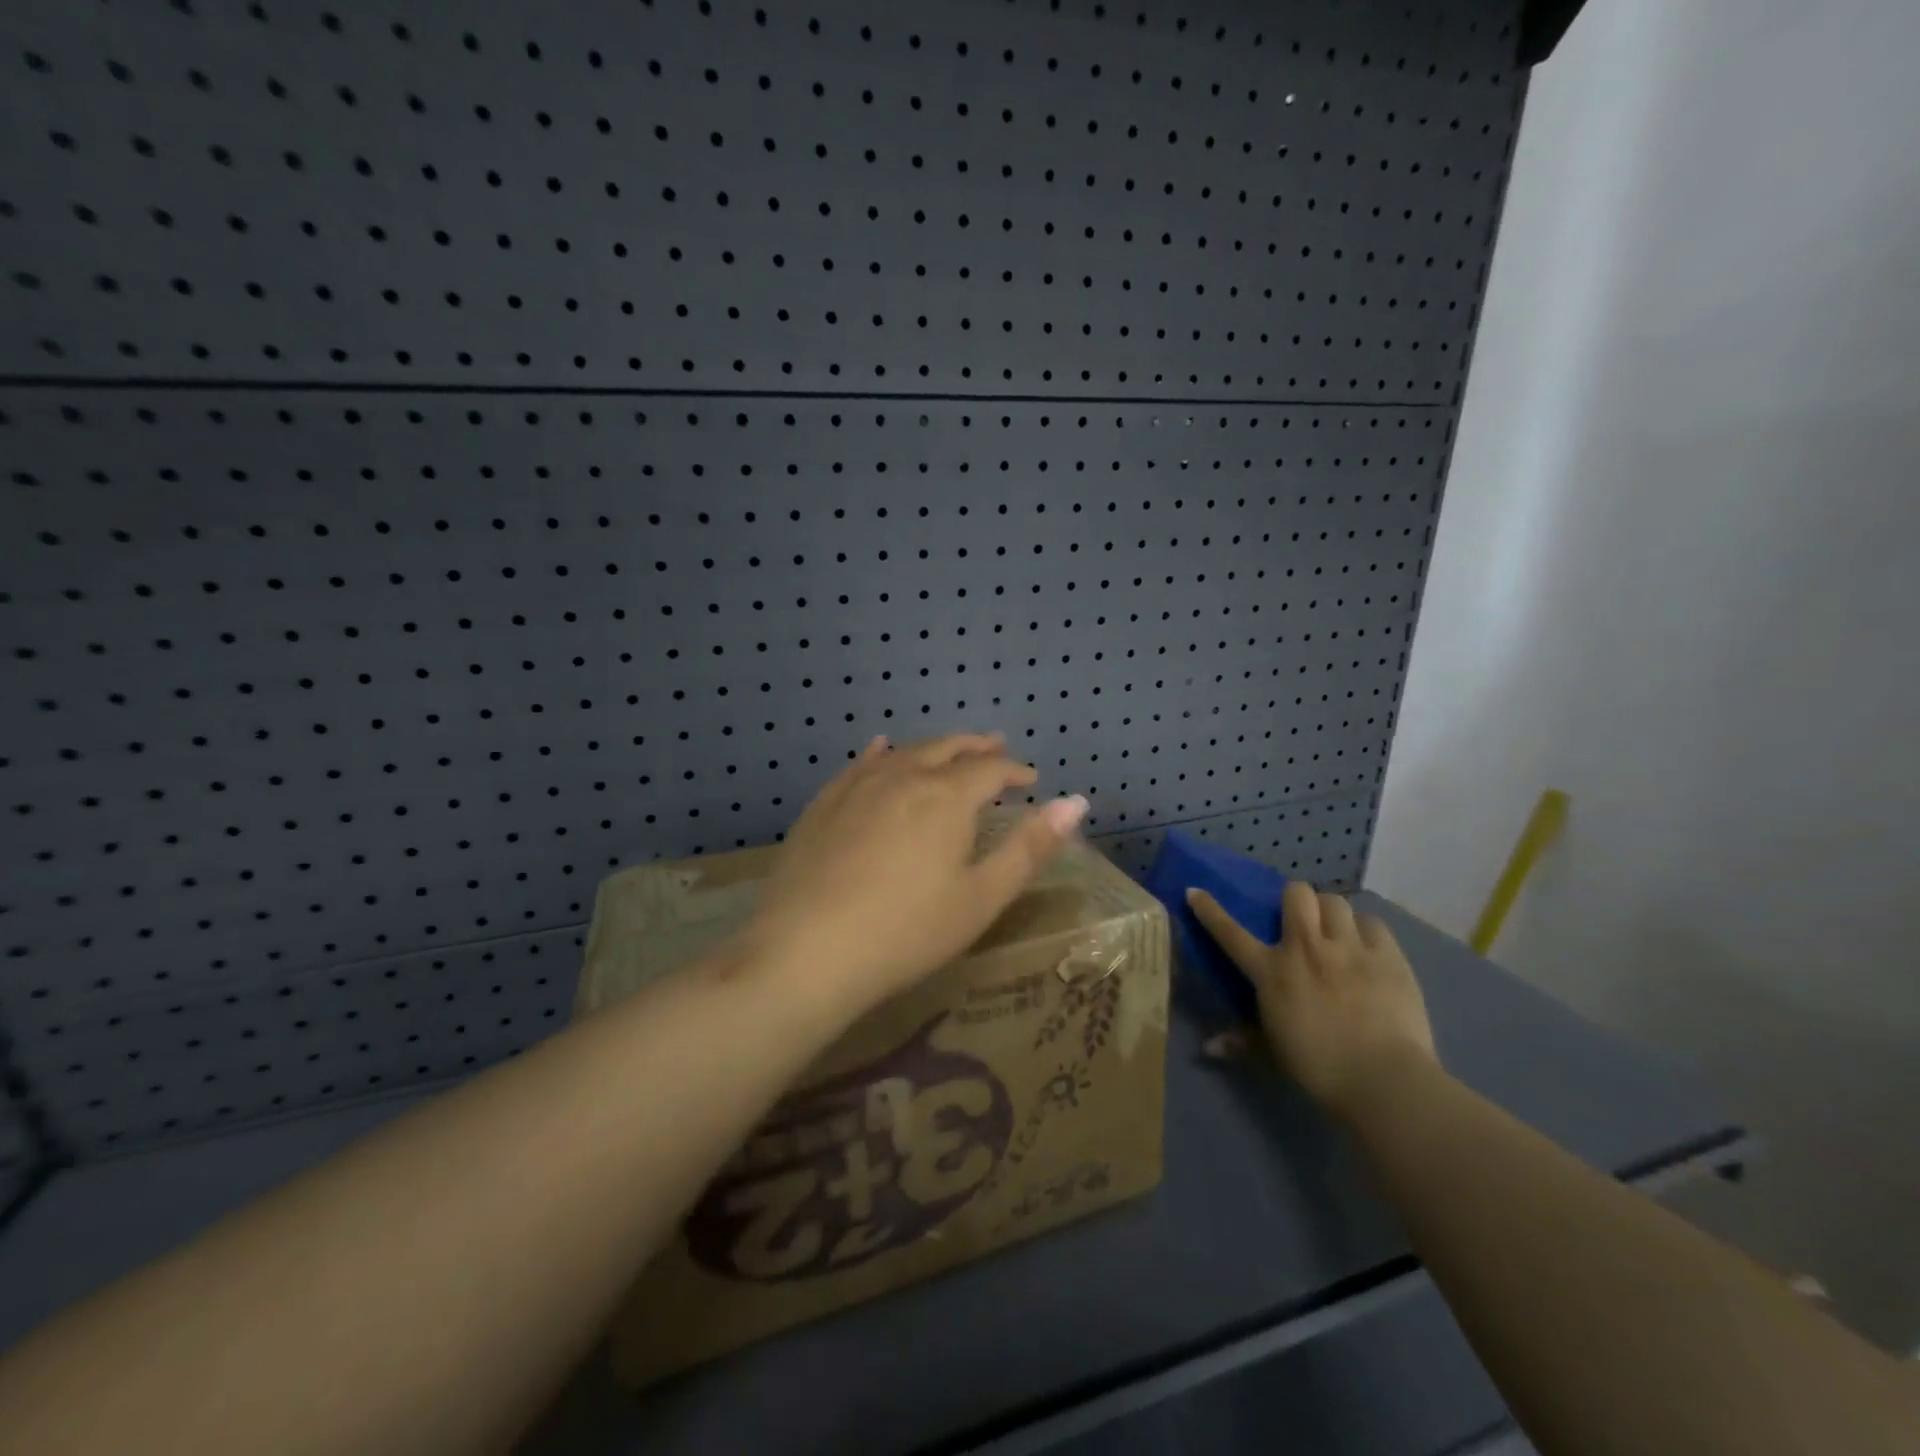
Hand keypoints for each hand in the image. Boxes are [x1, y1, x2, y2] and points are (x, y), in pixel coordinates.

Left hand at [743, 734, 1088, 1014]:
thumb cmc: (907, 931)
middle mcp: (903, 776)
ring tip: (950, 749)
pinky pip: (860, 764)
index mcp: (947, 797)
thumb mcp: (981, 898)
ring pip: (905, 752)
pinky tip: (880, 749)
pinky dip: (880, 753)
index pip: (991, 770)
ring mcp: (858, 786)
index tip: (1030, 781)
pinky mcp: (824, 803)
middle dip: (977, 748)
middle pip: (948, 749)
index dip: (1015, 772)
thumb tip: (1076, 802)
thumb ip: (1030, 847)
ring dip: (934, 748)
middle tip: (996, 747)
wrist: (807, 951)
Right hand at [1187, 880, 1438, 1122]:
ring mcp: (1349, 947)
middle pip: (1297, 893)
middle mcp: (1306, 948)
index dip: (1209, 909)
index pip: (1229, 932)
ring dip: (1331, 913)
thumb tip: (1207, 1048)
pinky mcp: (1387, 955)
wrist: (1382, 1080)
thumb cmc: (1318, 1067)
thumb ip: (1242, 1041)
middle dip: (1296, 900)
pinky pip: (1373, 922)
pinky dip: (1367, 931)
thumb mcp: (1273, 1052)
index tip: (1196, 891)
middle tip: (1301, 920)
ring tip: (1337, 931)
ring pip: (1335, 901)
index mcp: (1271, 971)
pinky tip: (1369, 948)